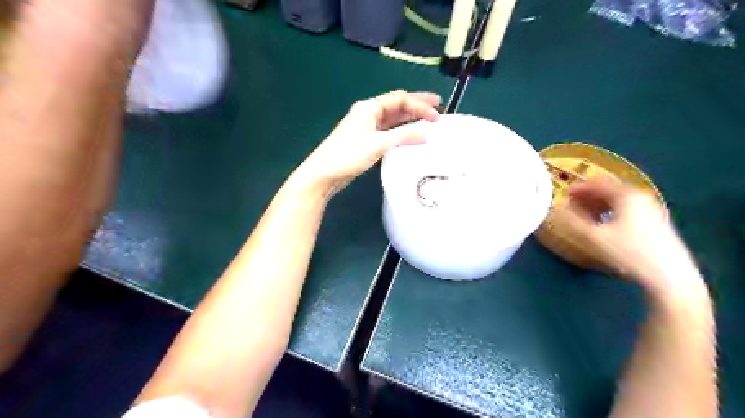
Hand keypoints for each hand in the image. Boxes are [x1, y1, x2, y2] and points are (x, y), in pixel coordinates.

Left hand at [294, 91, 437, 193]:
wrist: (324, 173)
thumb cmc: (348, 154)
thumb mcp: (378, 143)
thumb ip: (403, 136)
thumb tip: (426, 132)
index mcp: (369, 107)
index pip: (400, 99)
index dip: (420, 105)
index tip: (437, 115)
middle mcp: (368, 114)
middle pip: (397, 106)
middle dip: (417, 106)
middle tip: (438, 107)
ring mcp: (367, 128)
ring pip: (393, 120)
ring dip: (410, 120)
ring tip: (428, 121)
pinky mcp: (366, 142)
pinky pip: (388, 133)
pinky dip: (401, 133)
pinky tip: (411, 137)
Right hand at [553, 176, 704, 296]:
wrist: (669, 277)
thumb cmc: (629, 252)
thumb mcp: (594, 236)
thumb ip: (571, 221)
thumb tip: (556, 209)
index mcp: (627, 195)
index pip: (598, 184)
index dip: (579, 188)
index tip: (564, 194)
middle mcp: (641, 197)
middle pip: (609, 190)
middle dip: (588, 196)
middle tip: (571, 205)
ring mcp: (651, 210)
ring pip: (618, 201)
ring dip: (598, 204)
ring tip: (583, 215)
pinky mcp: (655, 223)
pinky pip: (626, 210)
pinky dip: (610, 212)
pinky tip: (603, 224)